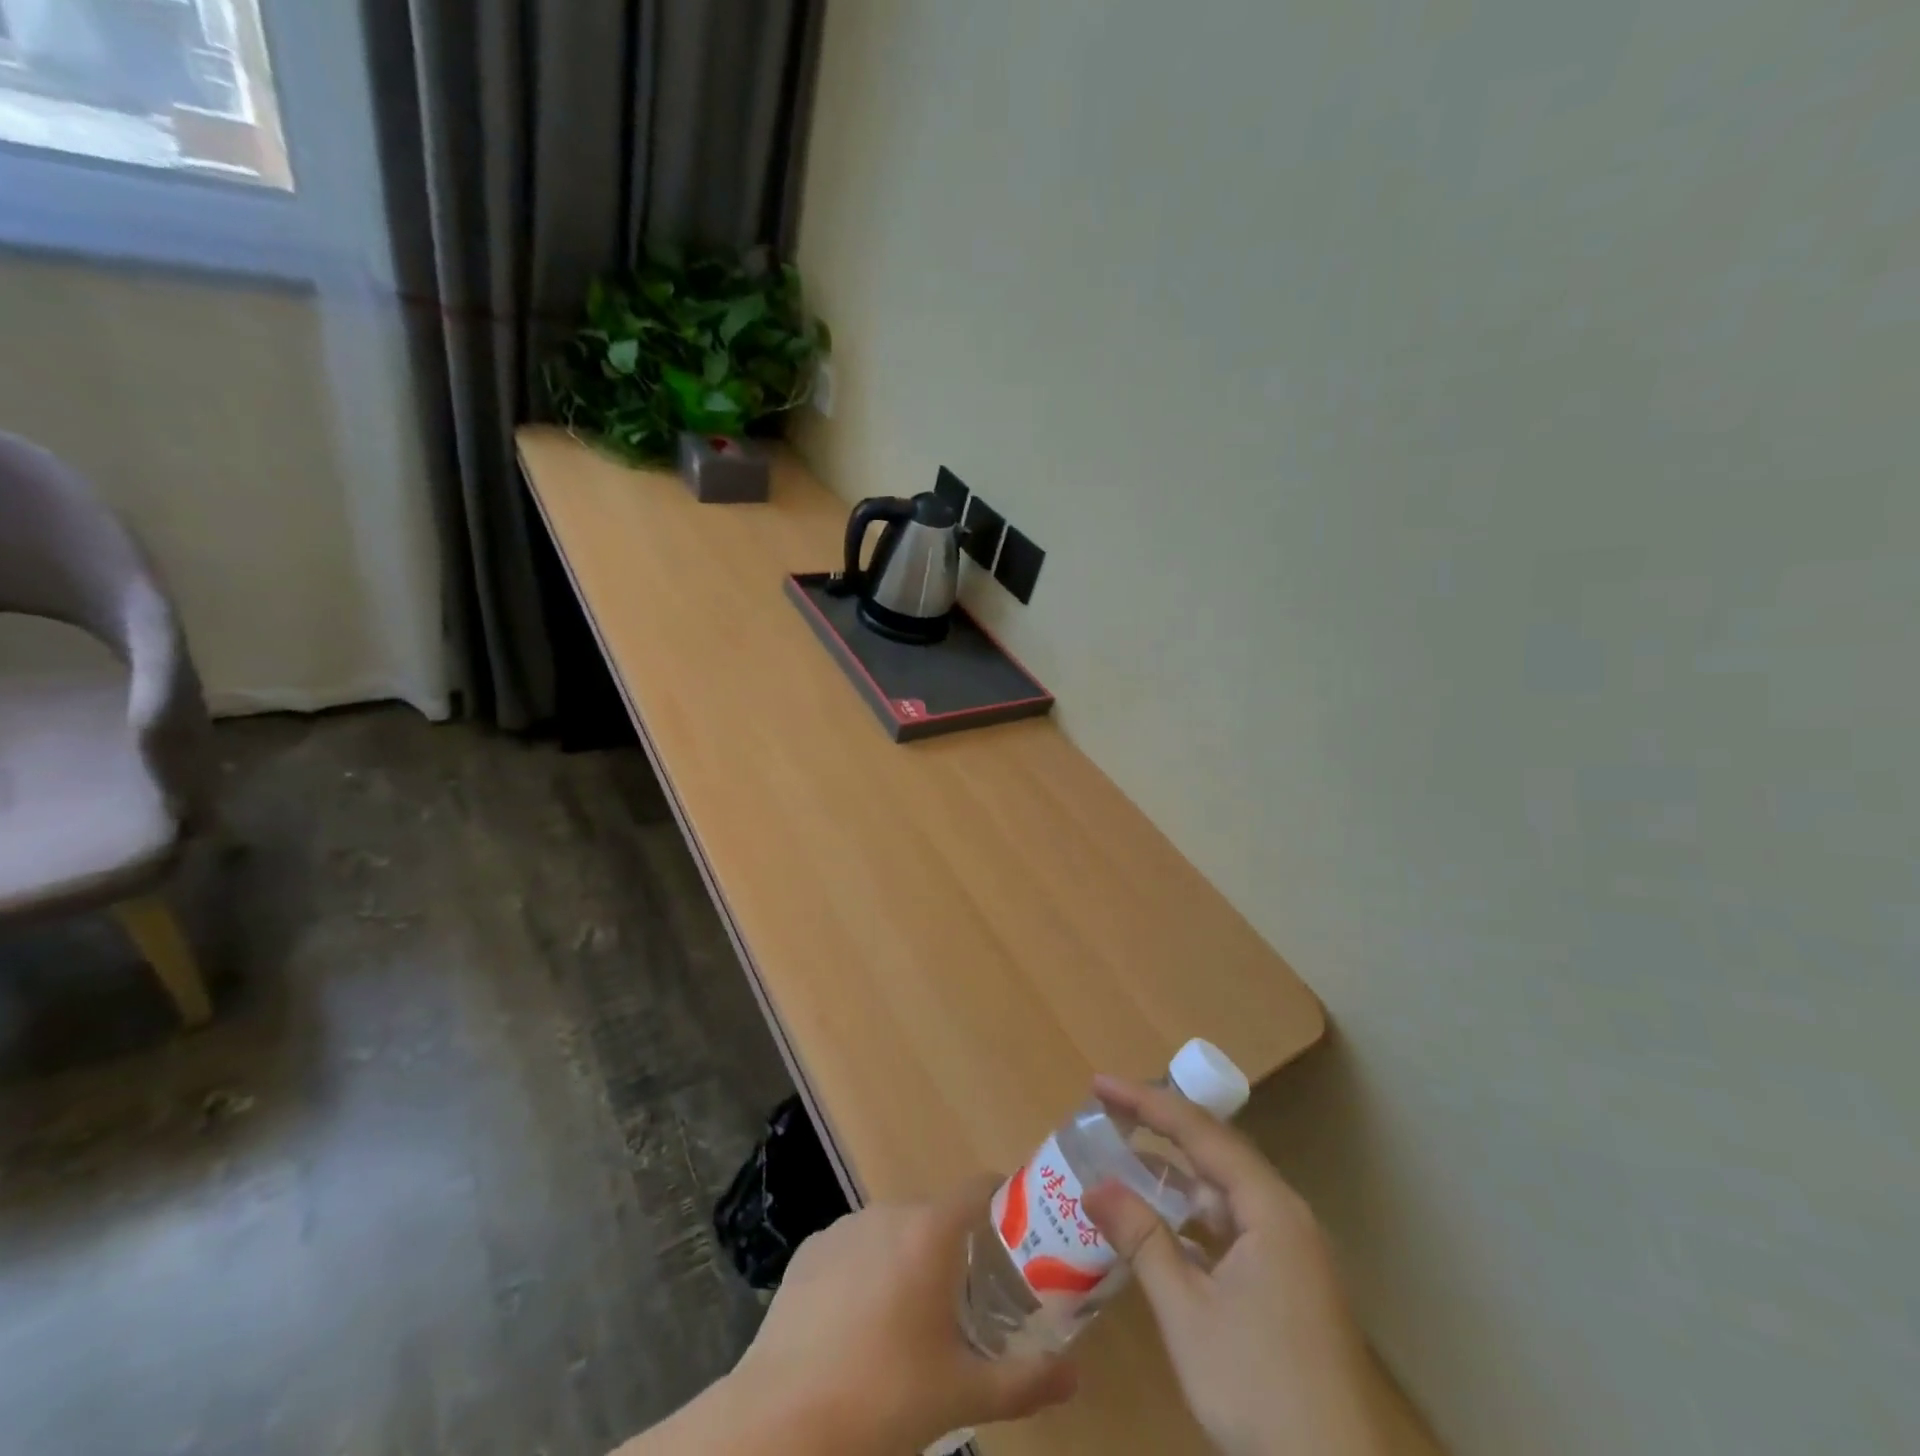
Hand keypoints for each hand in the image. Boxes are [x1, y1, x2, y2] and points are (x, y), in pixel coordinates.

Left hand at [728, 1175, 1078, 1452]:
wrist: (781, 1420)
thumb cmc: (884, 1397)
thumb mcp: (963, 1395)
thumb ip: (1025, 1380)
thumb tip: (1075, 1375)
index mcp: (932, 1230)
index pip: (981, 1187)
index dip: (1004, 1204)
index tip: (1018, 1240)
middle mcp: (890, 1211)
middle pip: (938, 1216)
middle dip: (957, 1250)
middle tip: (967, 1303)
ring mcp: (845, 1226)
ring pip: (895, 1232)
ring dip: (910, 1261)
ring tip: (910, 1321)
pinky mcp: (810, 1249)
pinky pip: (855, 1248)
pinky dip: (867, 1272)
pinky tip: (859, 1326)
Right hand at [1083, 1078, 1382, 1455]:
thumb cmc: (1259, 1389)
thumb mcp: (1187, 1313)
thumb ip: (1142, 1240)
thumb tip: (1094, 1186)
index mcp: (1270, 1208)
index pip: (1199, 1132)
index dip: (1145, 1102)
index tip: (1099, 1085)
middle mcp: (1287, 1215)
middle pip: (1216, 1150)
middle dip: (1160, 1127)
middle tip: (1109, 1111)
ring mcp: (1293, 1251)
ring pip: (1226, 1190)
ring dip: (1177, 1174)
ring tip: (1126, 1160)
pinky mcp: (1292, 1282)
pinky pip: (1236, 1224)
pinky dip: (1196, 1215)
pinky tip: (1166, 1225)